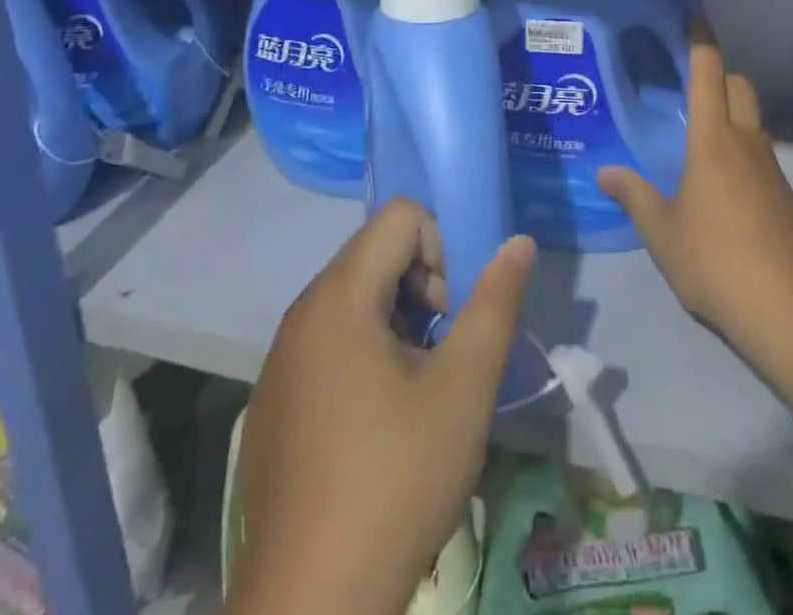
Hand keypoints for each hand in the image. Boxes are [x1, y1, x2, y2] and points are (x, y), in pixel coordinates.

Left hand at [231, 200, 535, 614]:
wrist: (309, 608)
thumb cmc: (395, 481)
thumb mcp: (464, 389)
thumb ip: (495, 303)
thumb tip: (519, 242)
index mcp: (340, 296)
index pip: (401, 217)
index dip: (442, 249)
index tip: (452, 316)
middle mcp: (302, 312)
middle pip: (375, 253)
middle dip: (422, 286)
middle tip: (442, 355)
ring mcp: (280, 359)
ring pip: (353, 299)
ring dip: (396, 322)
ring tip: (417, 391)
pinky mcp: (273, 400)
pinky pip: (327, 341)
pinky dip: (364, 354)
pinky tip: (378, 427)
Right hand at [598, 23, 792, 407]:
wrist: (792, 310)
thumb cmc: (716, 259)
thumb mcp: (662, 231)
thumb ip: (634, 196)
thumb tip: (605, 172)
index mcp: (714, 140)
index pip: (709, 74)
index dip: (702, 42)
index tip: (695, 18)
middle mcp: (747, 143)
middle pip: (739, 87)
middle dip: (719, 73)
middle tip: (690, 82)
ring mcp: (772, 170)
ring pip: (753, 121)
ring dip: (732, 113)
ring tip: (699, 132)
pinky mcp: (787, 198)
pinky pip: (761, 154)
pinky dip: (742, 148)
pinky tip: (722, 181)